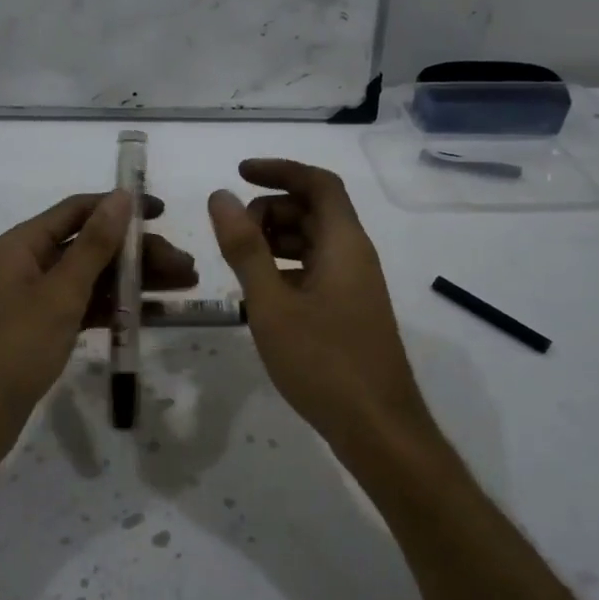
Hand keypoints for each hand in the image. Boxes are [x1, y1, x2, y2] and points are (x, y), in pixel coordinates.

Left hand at [0, 190, 197, 477]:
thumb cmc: (12, 349)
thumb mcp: (59, 294)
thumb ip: (94, 245)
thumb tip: (122, 198)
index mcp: (23, 245)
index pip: (79, 211)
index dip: (121, 208)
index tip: (164, 214)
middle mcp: (28, 265)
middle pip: (91, 246)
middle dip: (139, 254)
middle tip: (186, 269)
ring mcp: (35, 300)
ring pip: (93, 279)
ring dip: (135, 281)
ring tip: (183, 288)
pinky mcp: (42, 332)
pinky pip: (86, 309)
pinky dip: (117, 310)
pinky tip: (153, 315)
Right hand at [208, 159, 431, 455]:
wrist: (378, 429)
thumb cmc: (323, 362)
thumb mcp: (271, 303)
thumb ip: (244, 248)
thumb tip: (220, 197)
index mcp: (344, 243)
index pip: (318, 183)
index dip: (279, 170)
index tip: (239, 174)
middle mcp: (355, 255)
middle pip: (314, 210)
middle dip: (271, 209)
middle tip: (232, 234)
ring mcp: (354, 284)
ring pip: (313, 241)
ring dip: (275, 239)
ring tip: (238, 262)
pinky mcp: (349, 309)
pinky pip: (315, 269)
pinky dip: (285, 267)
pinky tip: (259, 293)